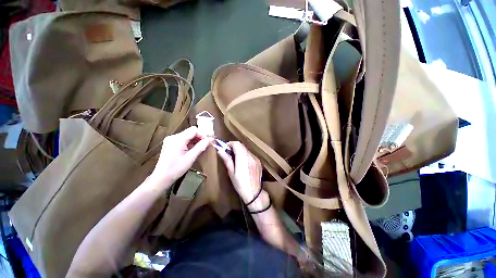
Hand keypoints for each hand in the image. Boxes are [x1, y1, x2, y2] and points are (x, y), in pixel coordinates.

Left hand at [150, 126, 212, 186]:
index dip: (203, 134)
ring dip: (195, 140)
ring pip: (188, 135)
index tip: (208, 141)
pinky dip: (190, 143)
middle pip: (190, 132)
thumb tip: (210, 139)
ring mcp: (171, 140)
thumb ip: (201, 146)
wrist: (162, 177)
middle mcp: (173, 137)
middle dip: (200, 137)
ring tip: (200, 148)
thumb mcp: (191, 158)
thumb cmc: (176, 169)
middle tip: (206, 145)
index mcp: (178, 139)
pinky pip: (183, 139)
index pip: (194, 130)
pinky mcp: (170, 143)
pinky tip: (193, 149)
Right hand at [216, 141, 262, 202]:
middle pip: (242, 146)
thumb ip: (227, 160)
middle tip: (229, 153)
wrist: (254, 193)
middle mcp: (250, 156)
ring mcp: (256, 158)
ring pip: (246, 149)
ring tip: (235, 158)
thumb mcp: (231, 173)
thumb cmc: (240, 184)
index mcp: (243, 158)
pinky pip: (251, 154)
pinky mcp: (259, 162)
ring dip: (240, 150)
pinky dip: (245, 154)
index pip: (237, 144)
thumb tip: (220, 151)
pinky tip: (243, 162)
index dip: (230, 144)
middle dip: (234, 147)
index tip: (225, 148)